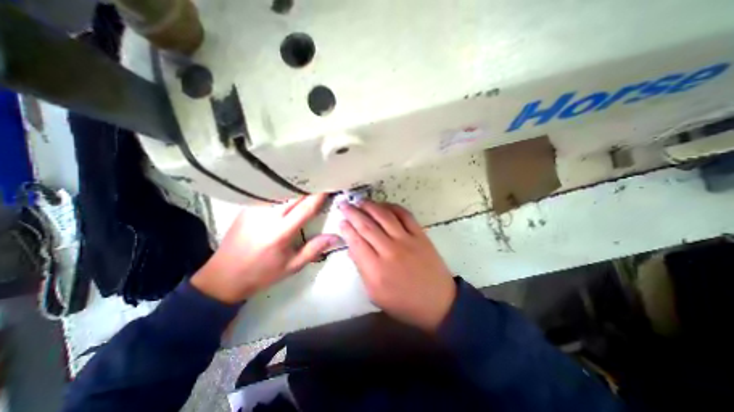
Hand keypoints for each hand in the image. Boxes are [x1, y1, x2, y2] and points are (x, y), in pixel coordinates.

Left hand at [189, 193, 337, 302]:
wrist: (223, 276)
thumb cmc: (262, 273)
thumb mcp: (292, 266)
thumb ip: (315, 249)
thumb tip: (336, 236)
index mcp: (281, 232)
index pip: (306, 207)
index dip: (320, 195)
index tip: (330, 185)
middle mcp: (268, 216)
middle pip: (294, 194)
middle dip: (310, 186)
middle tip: (323, 180)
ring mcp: (255, 209)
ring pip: (281, 190)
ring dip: (296, 186)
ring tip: (309, 183)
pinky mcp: (247, 207)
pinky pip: (270, 193)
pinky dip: (283, 190)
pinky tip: (289, 189)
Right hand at [340, 200, 456, 331]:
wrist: (438, 302)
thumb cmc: (403, 302)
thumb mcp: (375, 293)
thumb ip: (361, 269)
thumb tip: (352, 247)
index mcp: (376, 270)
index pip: (356, 242)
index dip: (346, 229)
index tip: (341, 220)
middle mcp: (390, 251)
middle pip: (367, 226)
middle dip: (352, 212)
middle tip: (344, 204)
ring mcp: (407, 240)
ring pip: (384, 216)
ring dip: (370, 206)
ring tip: (360, 200)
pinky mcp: (420, 235)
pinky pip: (405, 215)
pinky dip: (392, 207)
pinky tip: (383, 205)